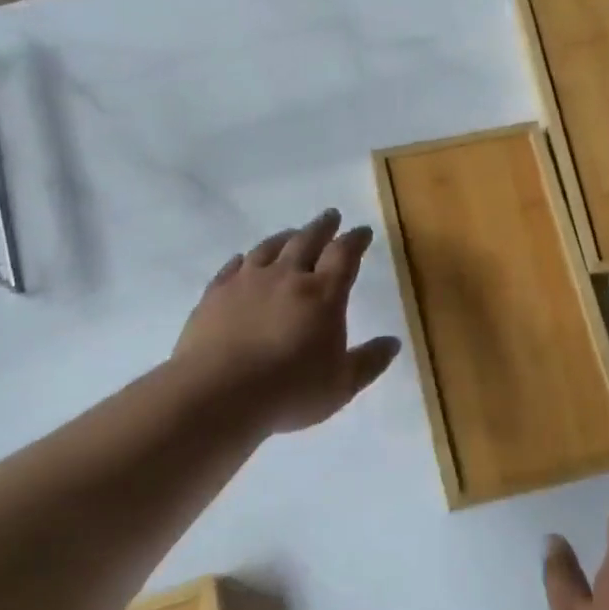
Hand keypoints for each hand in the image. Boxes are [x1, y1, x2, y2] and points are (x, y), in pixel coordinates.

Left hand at [174, 209, 400, 433]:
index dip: (355, 240)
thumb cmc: (290, 391)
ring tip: (292, 234)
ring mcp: (247, 282)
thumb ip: (369, 361)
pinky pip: (233, 267)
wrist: (219, 394)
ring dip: (285, 237)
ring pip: (269, 248)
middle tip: (331, 216)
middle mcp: (287, 277)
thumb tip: (393, 343)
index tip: (362, 231)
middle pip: (307, 240)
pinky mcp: (215, 294)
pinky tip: (244, 260)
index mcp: (323, 294)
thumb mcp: (342, 385)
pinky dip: (244, 259)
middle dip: (323, 227)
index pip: (344, 255)